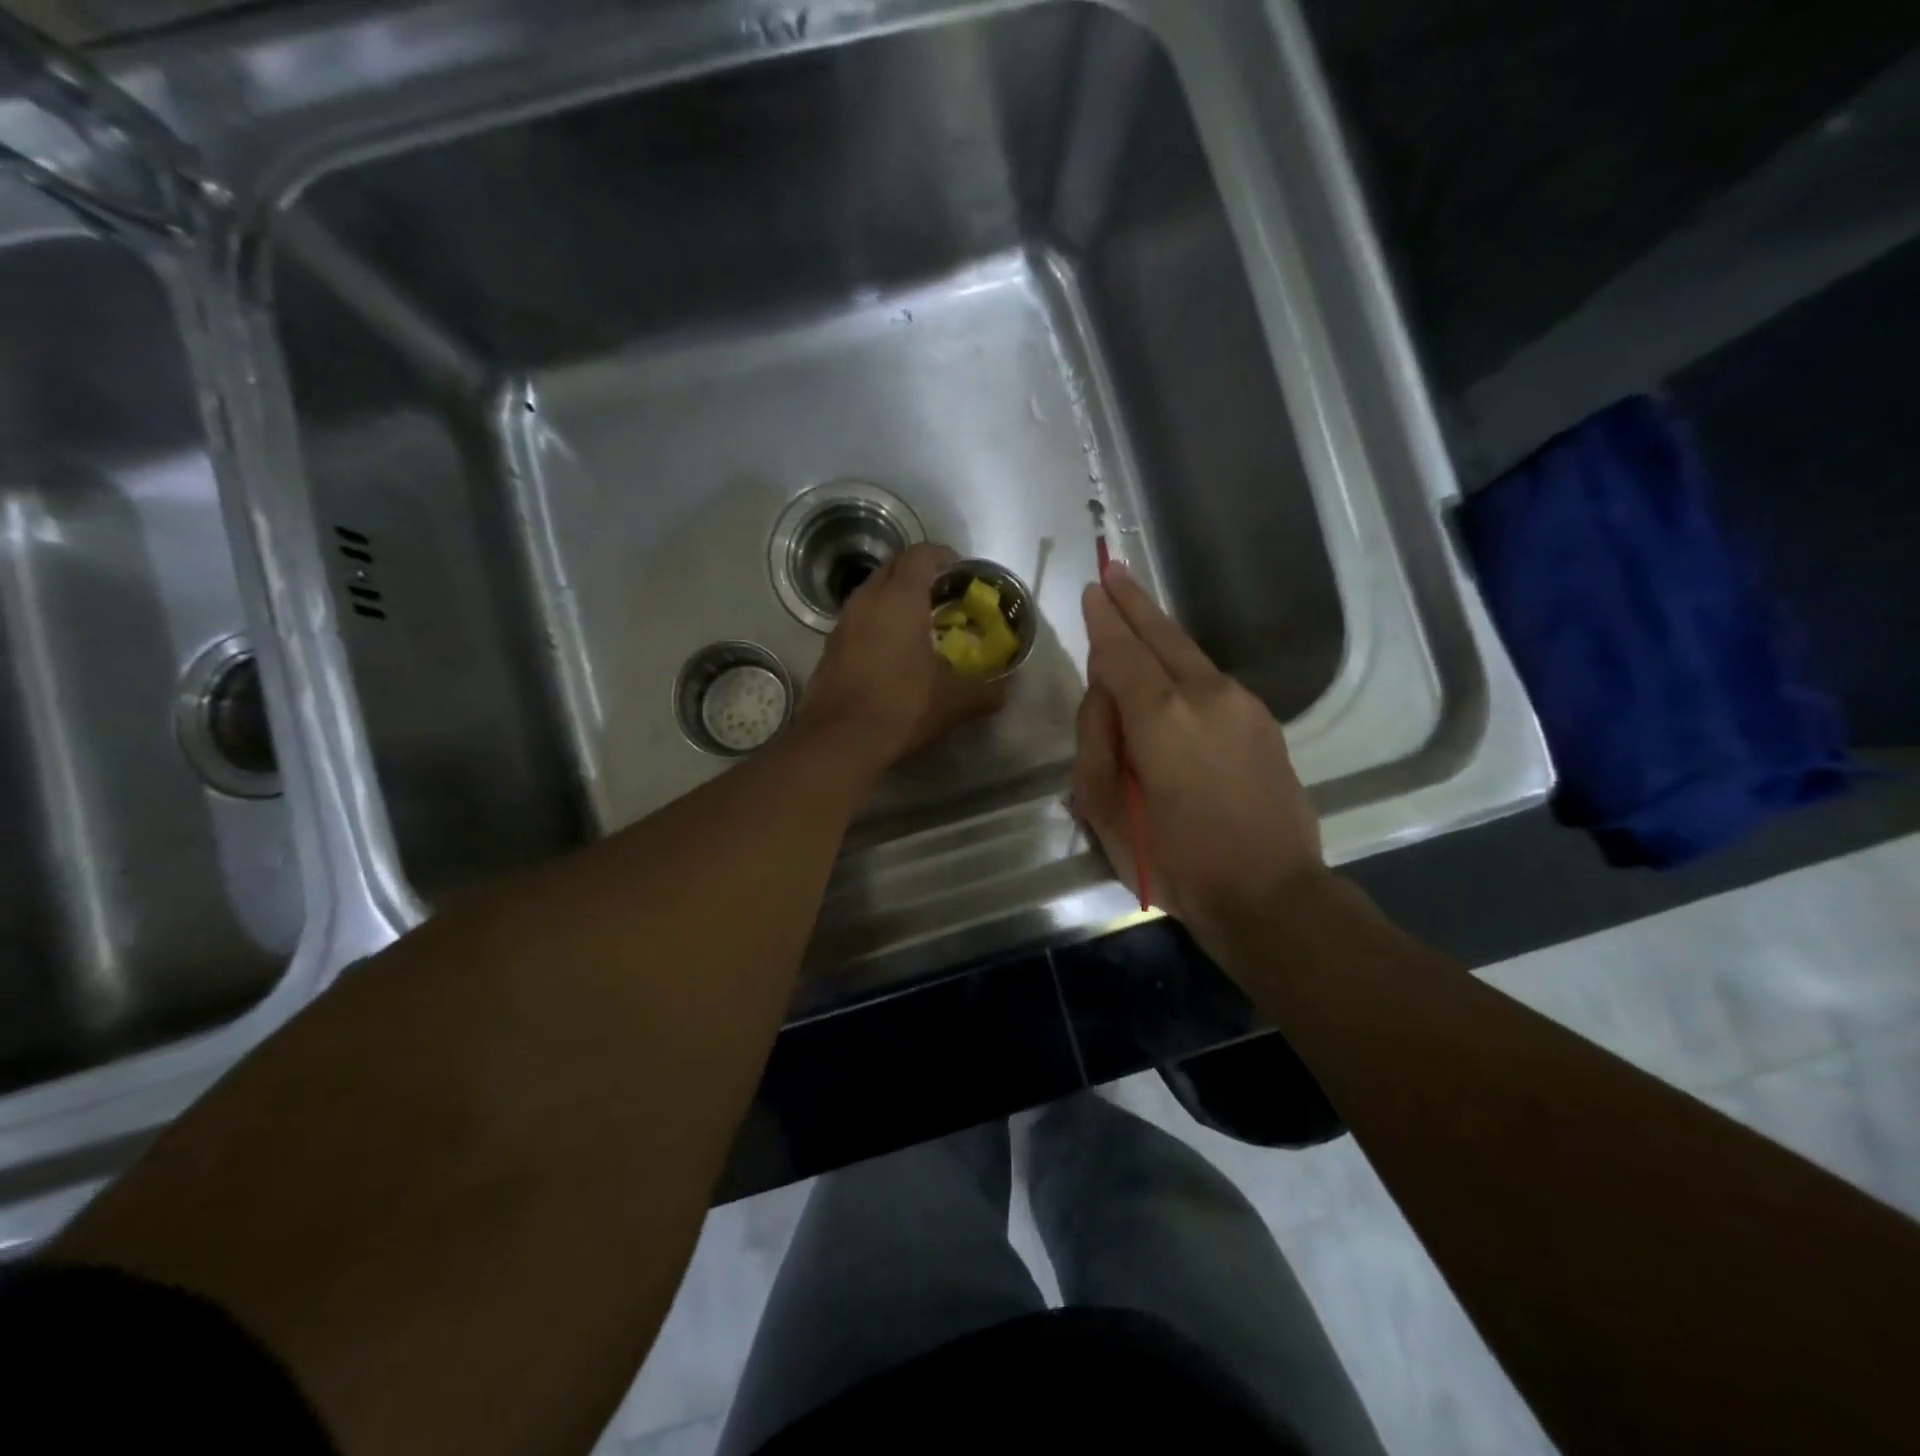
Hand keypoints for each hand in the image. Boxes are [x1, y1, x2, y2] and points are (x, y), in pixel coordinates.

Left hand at [796, 542, 1006, 769]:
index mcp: (900, 598)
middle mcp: (867, 600)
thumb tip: (1003, 693)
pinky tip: (891, 654)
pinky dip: (876, 624)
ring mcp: (842, 623)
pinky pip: (857, 621)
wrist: (839, 740)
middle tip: (942, 597)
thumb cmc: (902, 706)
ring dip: (894, 600)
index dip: (943, 556)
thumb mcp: (954, 701)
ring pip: (871, 594)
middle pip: (893, 568)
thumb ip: (984, 692)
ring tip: (918, 625)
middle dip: (918, 574)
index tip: (960, 572)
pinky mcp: (829, 648)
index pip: (921, 555)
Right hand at [1073, 564, 1324, 947]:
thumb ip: (1096, 739)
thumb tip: (1102, 692)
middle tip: (1114, 570)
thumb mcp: (1104, 808)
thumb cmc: (1173, 859)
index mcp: (1159, 714)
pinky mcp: (1264, 722)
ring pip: (1191, 655)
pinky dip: (1184, 668)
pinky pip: (1212, 682)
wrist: (1269, 892)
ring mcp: (1242, 704)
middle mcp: (1205, 694)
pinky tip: (1171, 677)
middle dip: (1134, 602)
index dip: (1104, 618)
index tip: (1092, 588)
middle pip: (1163, 634)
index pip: (1121, 650)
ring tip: (1136, 616)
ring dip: (1160, 634)